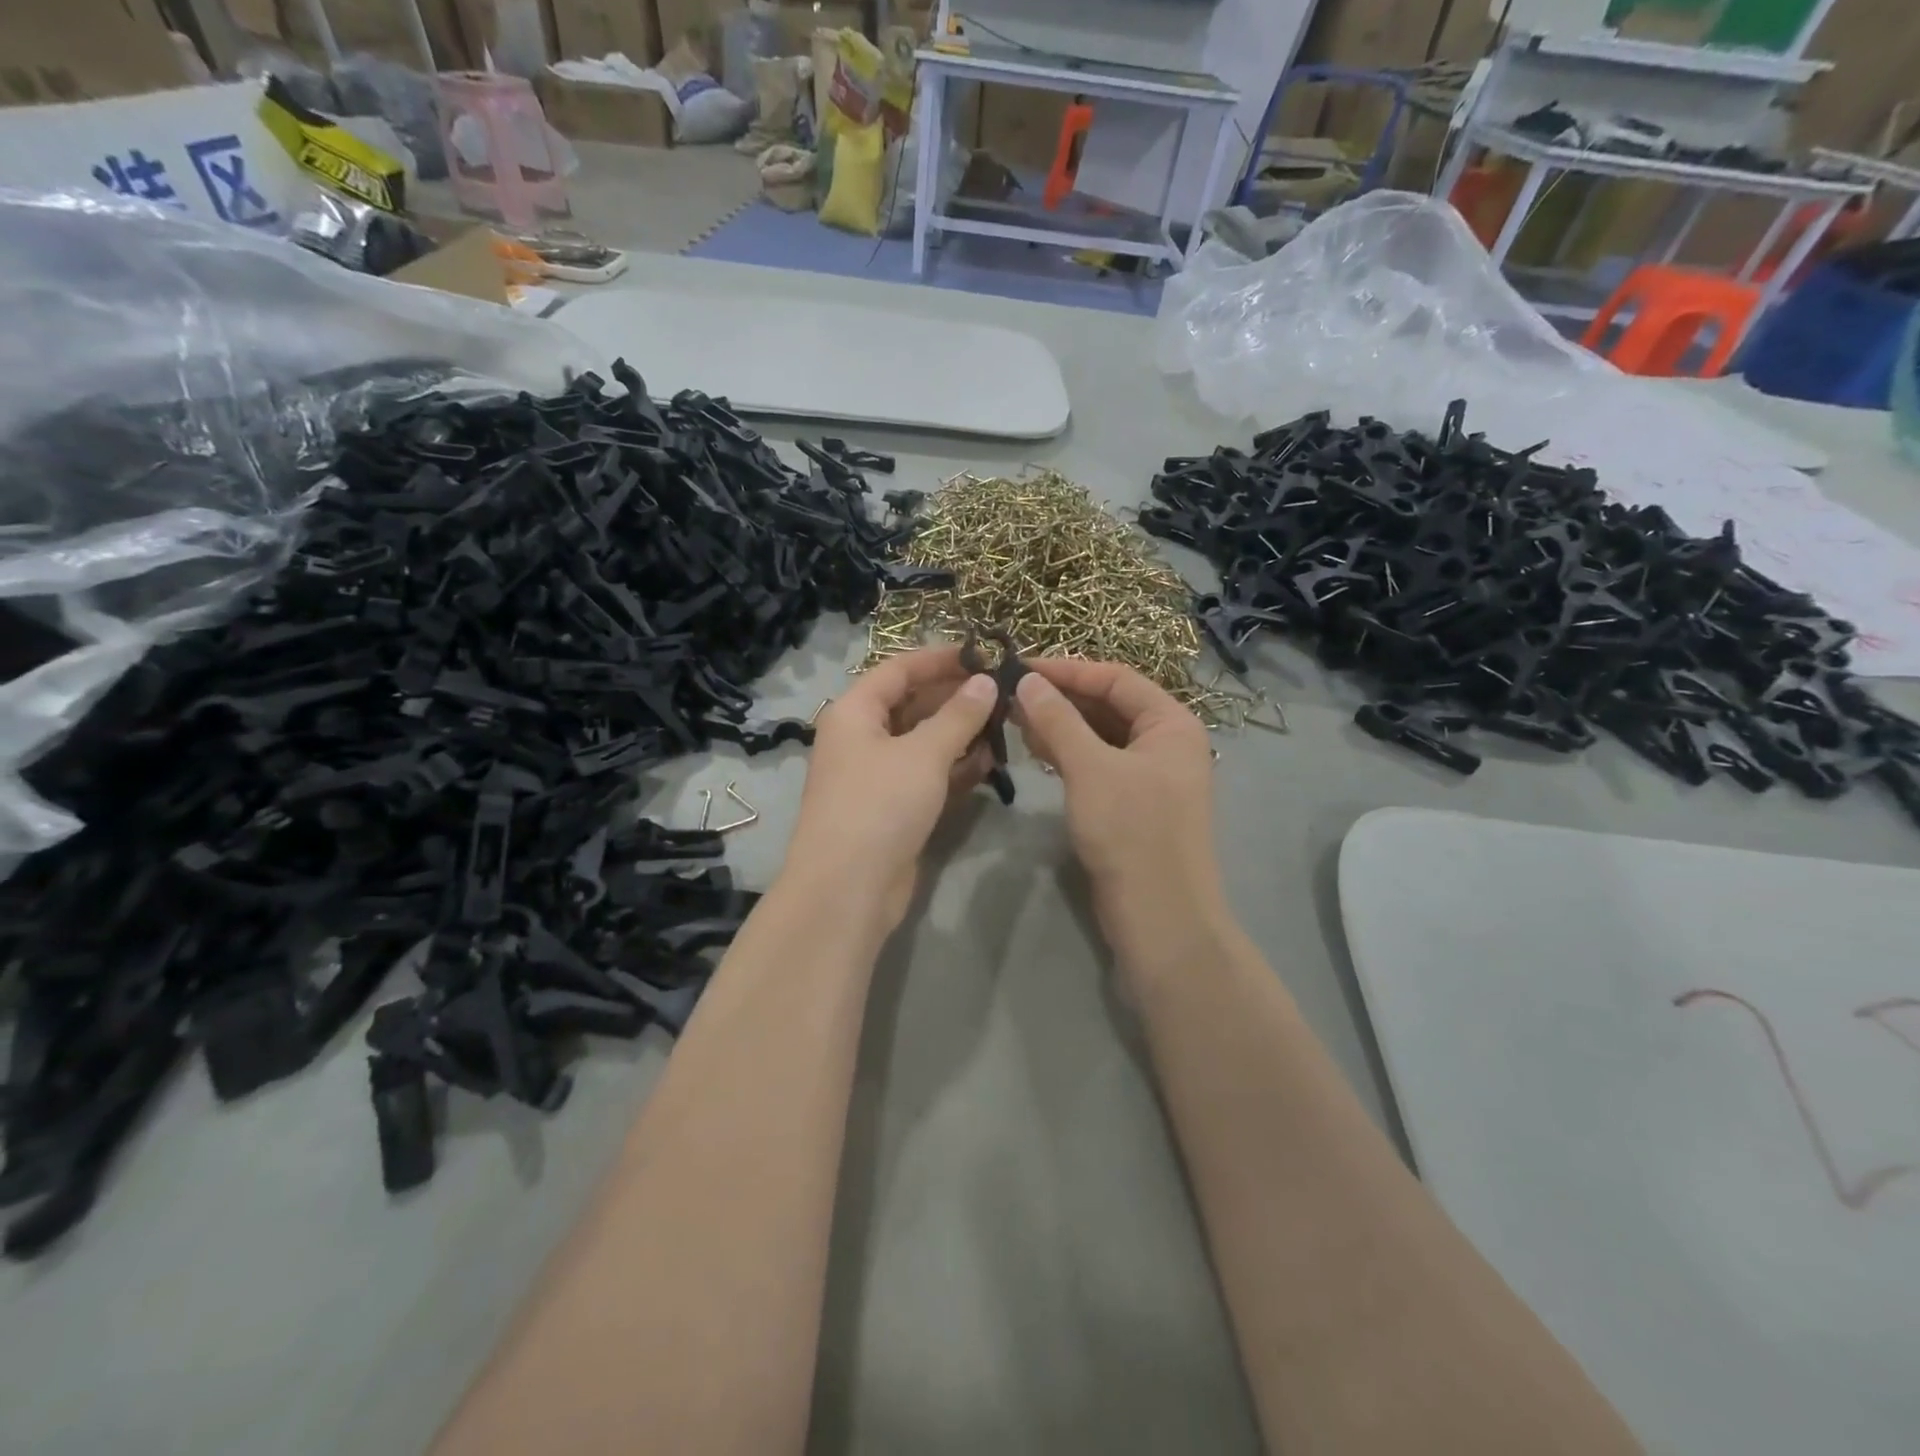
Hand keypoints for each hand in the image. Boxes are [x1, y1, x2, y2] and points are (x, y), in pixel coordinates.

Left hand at [783, 646, 998, 934]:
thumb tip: (986, 682)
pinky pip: (927, 775)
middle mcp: (862, 738)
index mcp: (855, 712)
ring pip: (924, 742)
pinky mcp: (893, 808)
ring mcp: (877, 775)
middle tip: (1005, 695)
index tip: (984, 655)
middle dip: (957, 699)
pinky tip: (990, 764)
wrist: (847, 889)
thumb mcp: (923, 753)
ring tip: (1006, 727)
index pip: (899, 669)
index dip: (941, 659)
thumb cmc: (880, 805)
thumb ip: (959, 715)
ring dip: (961, 735)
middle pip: (913, 705)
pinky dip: (955, 768)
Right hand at [1012, 659, 1231, 975]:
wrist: (1158, 915)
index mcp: (1171, 723)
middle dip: (1060, 699)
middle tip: (1010, 696)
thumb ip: (1058, 720)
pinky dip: (1068, 754)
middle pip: (1108, 705)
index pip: (1116, 678)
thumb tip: (1027, 681)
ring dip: (1060, 726)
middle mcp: (1164, 742)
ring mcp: (1148, 775)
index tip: (1020, 667)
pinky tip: (1036, 751)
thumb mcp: (1090, 768)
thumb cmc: (1131, 831)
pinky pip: (1096, 764)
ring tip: (1014, 721)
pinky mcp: (1130, 803)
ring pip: (1099, 736)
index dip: (1068, 670)